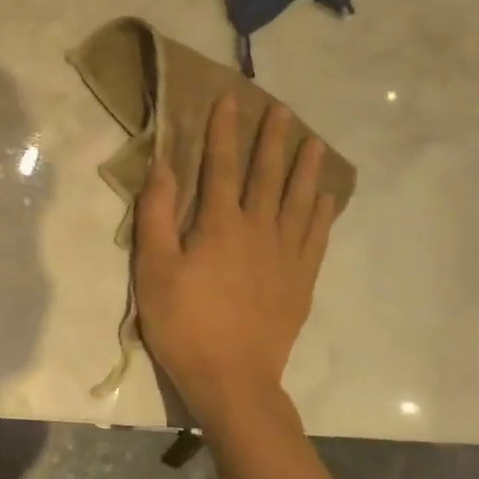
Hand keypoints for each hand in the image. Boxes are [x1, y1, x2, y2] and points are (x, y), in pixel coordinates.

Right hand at [134, 99, 336, 425]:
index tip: (230, 100)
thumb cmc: (183, 322)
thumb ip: (157, 215)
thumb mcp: (154, 269)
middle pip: (266, 176)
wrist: (232, 379)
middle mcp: (258, 230)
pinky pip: (316, 237)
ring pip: (298, 201)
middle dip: (272, 140)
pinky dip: (321, 212)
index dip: (224, 132)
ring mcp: (285, 256)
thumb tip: (163, 167)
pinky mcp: (300, 281)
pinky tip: (324, 197)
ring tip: (313, 142)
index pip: (221, 167)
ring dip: (305, 169)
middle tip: (282, 109)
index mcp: (219, 225)